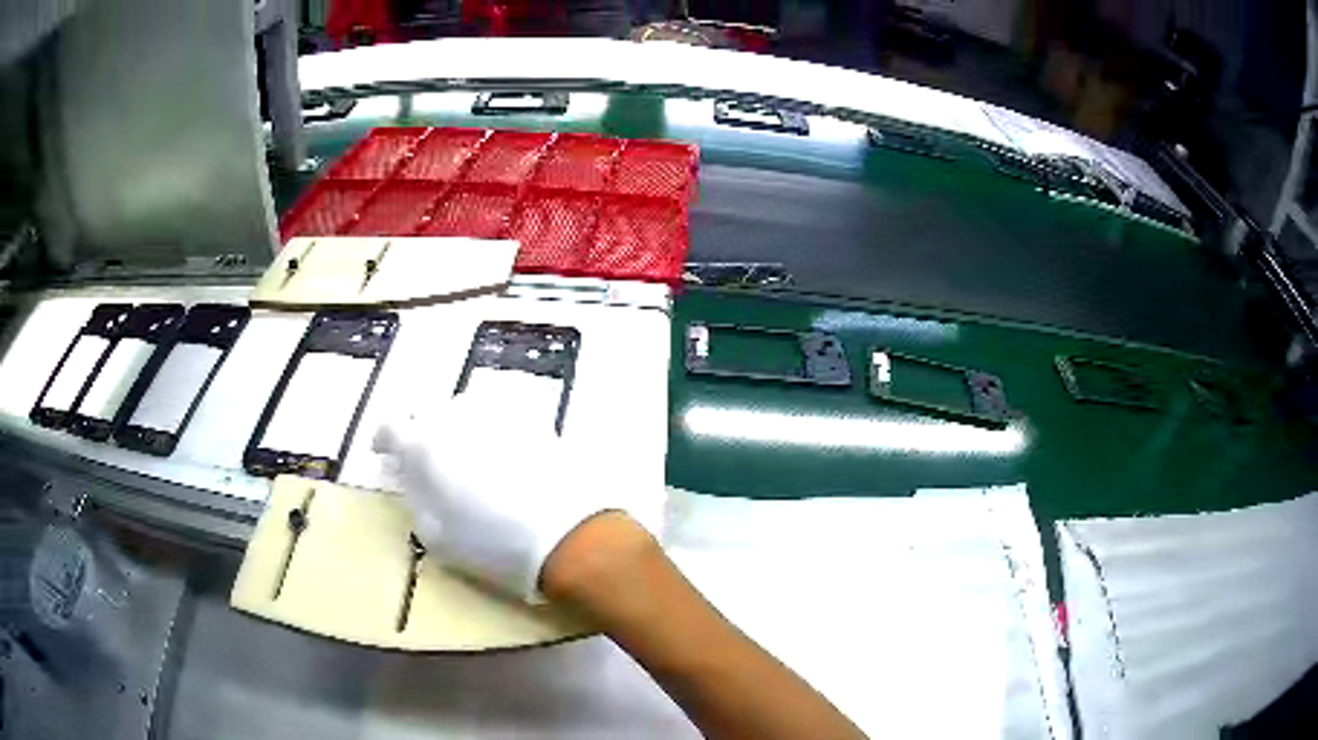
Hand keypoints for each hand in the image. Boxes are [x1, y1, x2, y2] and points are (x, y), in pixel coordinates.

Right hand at [373, 393, 624, 601]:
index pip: (390, 427)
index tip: (386, 453)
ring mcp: (494, 411)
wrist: (565, 534)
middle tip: (426, 455)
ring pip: (461, 405)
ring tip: (465, 450)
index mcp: (423, 446)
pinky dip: (491, 424)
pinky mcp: (530, 415)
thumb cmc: (492, 544)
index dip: (385, 440)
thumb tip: (414, 479)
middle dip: (419, 428)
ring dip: (455, 423)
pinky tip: (499, 445)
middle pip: (424, 409)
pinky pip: (499, 409)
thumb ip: (416, 496)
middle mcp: (453, 416)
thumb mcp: (435, 534)